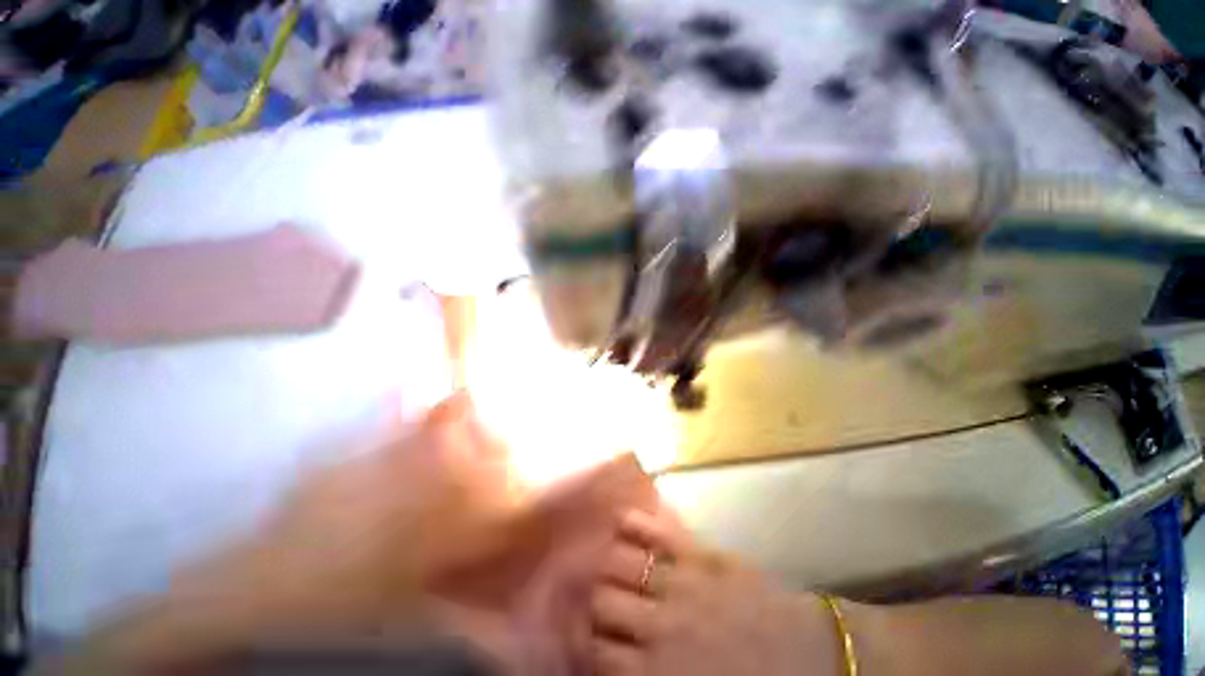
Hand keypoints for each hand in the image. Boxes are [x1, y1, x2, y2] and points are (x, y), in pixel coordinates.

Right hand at [587, 511, 843, 675]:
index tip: (587, 636)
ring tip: (603, 557)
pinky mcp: (701, 555)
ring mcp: (681, 583)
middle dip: (595, 600)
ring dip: (607, 559)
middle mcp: (661, 626)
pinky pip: (657, 531)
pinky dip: (635, 522)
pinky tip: (623, 519)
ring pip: (620, 562)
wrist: (814, 659)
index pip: (599, 653)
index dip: (586, 644)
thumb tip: (620, 666)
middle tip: (595, 597)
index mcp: (661, 673)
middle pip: (602, 602)